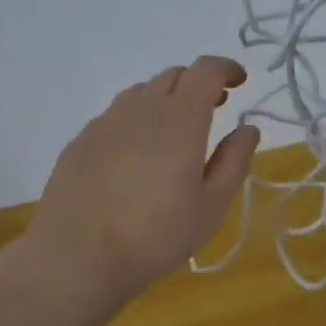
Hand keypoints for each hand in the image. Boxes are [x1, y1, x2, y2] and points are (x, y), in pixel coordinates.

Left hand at [28, 56, 260, 307]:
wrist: (77, 256)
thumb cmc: (156, 235)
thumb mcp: (212, 206)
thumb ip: (234, 161)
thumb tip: (248, 129)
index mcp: (180, 118)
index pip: (205, 70)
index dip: (225, 68)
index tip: (238, 82)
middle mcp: (141, 108)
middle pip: (173, 76)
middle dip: (198, 84)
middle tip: (213, 108)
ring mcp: (105, 122)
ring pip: (141, 93)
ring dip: (165, 100)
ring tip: (174, 132)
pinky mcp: (79, 141)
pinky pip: (115, 116)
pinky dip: (135, 120)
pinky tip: (135, 155)